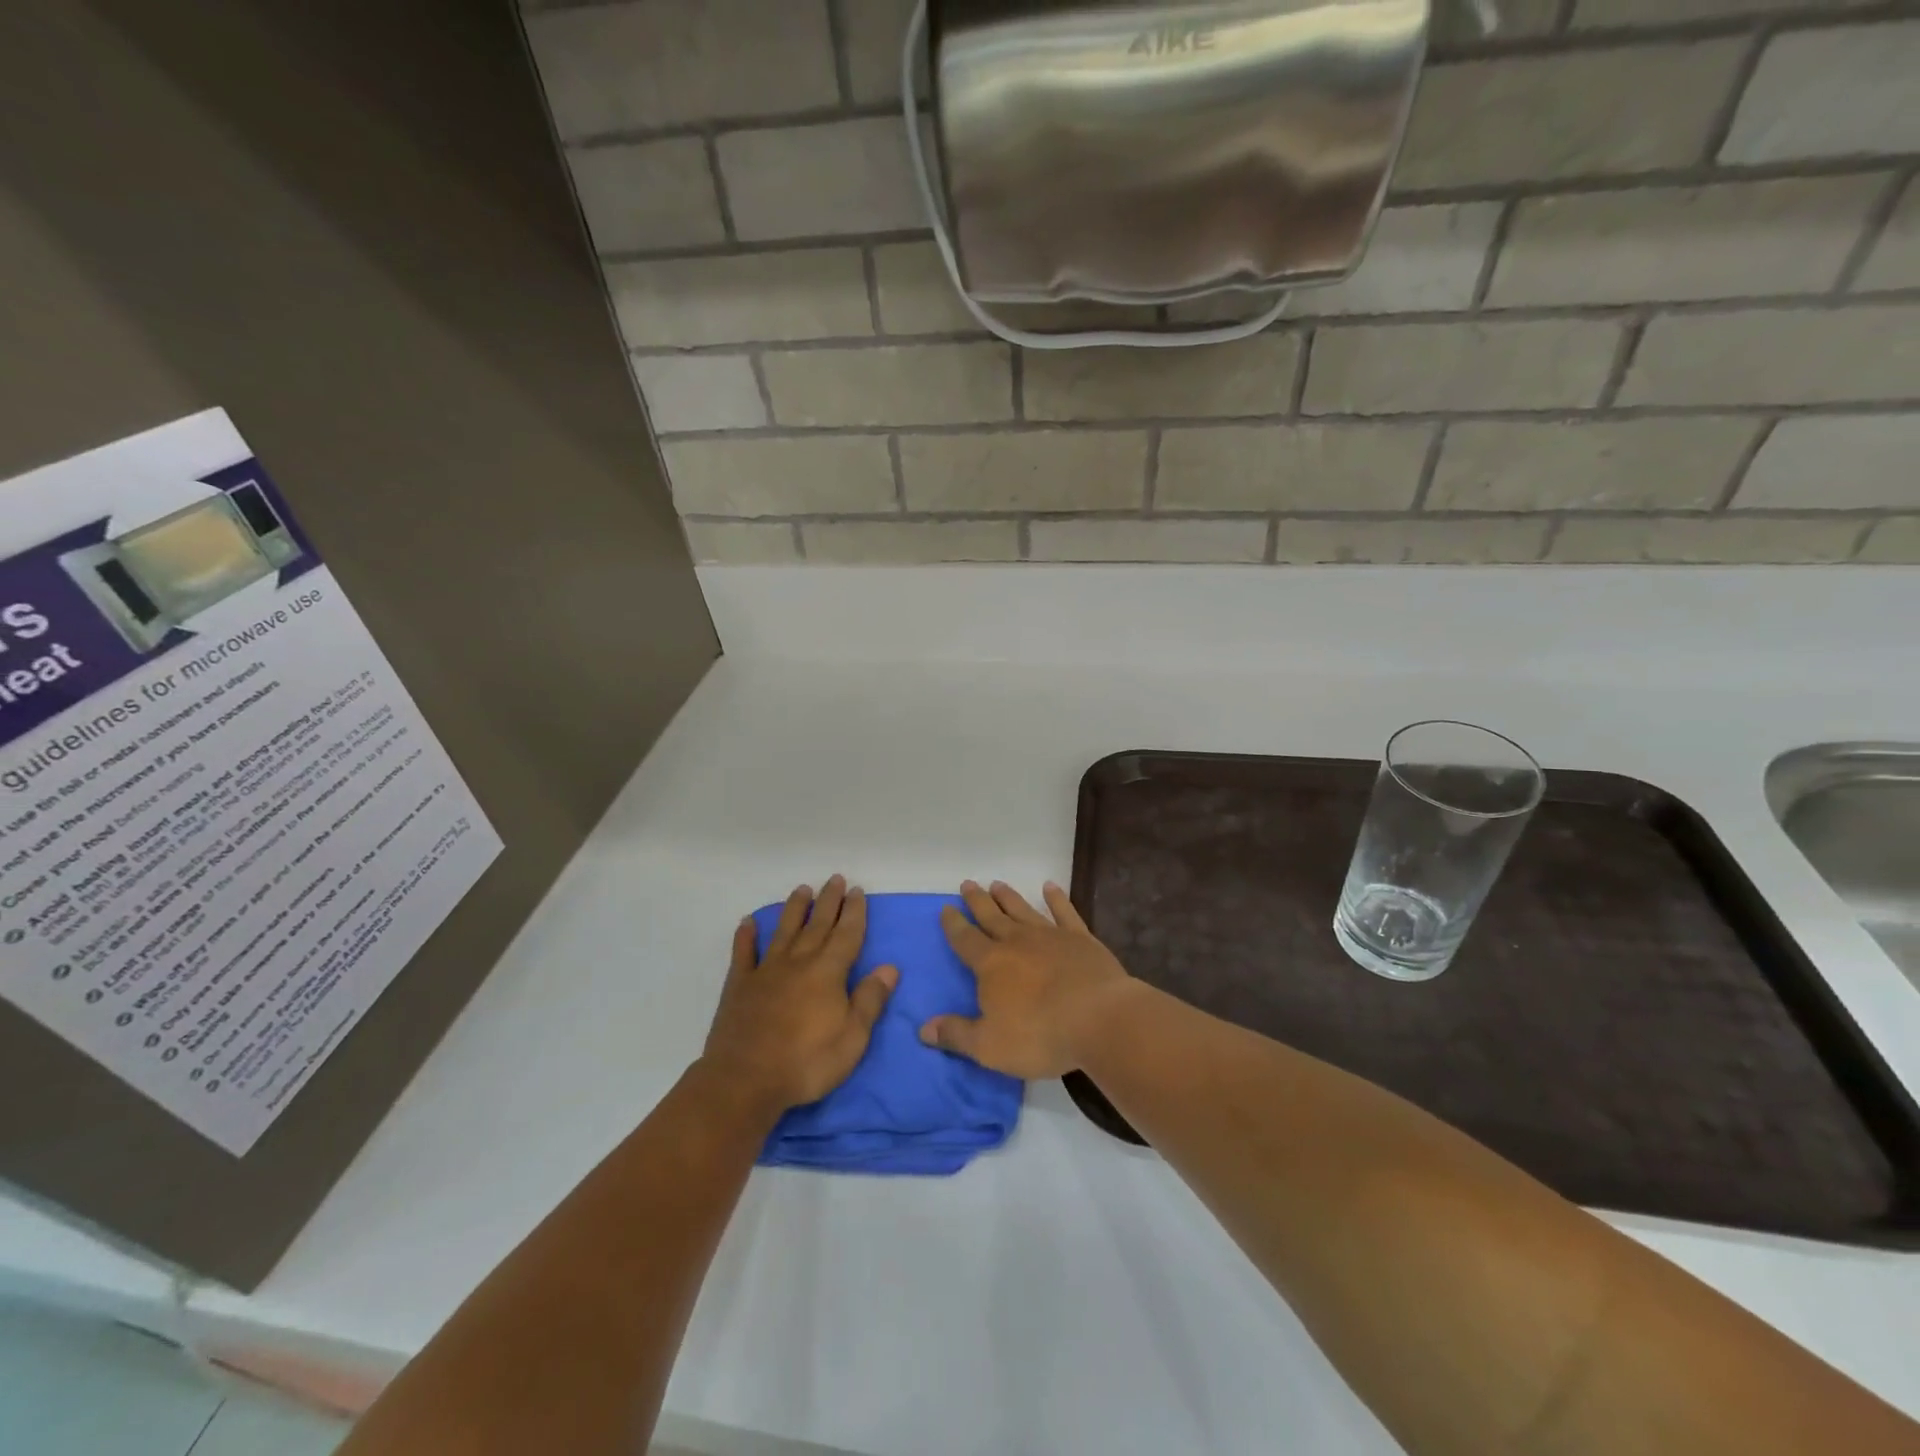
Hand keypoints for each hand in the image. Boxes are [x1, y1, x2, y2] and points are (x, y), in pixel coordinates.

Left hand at [701, 877, 896, 1113]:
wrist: (745, 1080)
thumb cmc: (807, 1063)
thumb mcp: (852, 1038)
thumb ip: (870, 1000)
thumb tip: (889, 967)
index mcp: (828, 972)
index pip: (846, 934)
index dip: (854, 912)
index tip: (857, 890)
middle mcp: (798, 962)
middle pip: (817, 925)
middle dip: (829, 901)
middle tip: (835, 878)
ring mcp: (766, 971)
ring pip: (784, 931)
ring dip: (794, 909)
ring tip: (802, 889)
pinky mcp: (740, 986)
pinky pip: (744, 954)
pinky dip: (746, 936)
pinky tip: (748, 922)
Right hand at [920, 880, 1135, 1079]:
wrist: (1099, 1018)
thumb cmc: (1040, 1035)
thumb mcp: (989, 1046)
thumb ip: (956, 1035)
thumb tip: (924, 1029)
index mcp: (991, 965)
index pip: (965, 940)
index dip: (953, 925)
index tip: (946, 908)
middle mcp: (1017, 942)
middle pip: (992, 917)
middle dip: (977, 901)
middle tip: (967, 883)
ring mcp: (1051, 936)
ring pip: (1023, 910)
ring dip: (1009, 897)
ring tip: (997, 884)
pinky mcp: (1081, 939)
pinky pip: (1065, 912)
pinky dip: (1057, 899)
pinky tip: (1051, 887)